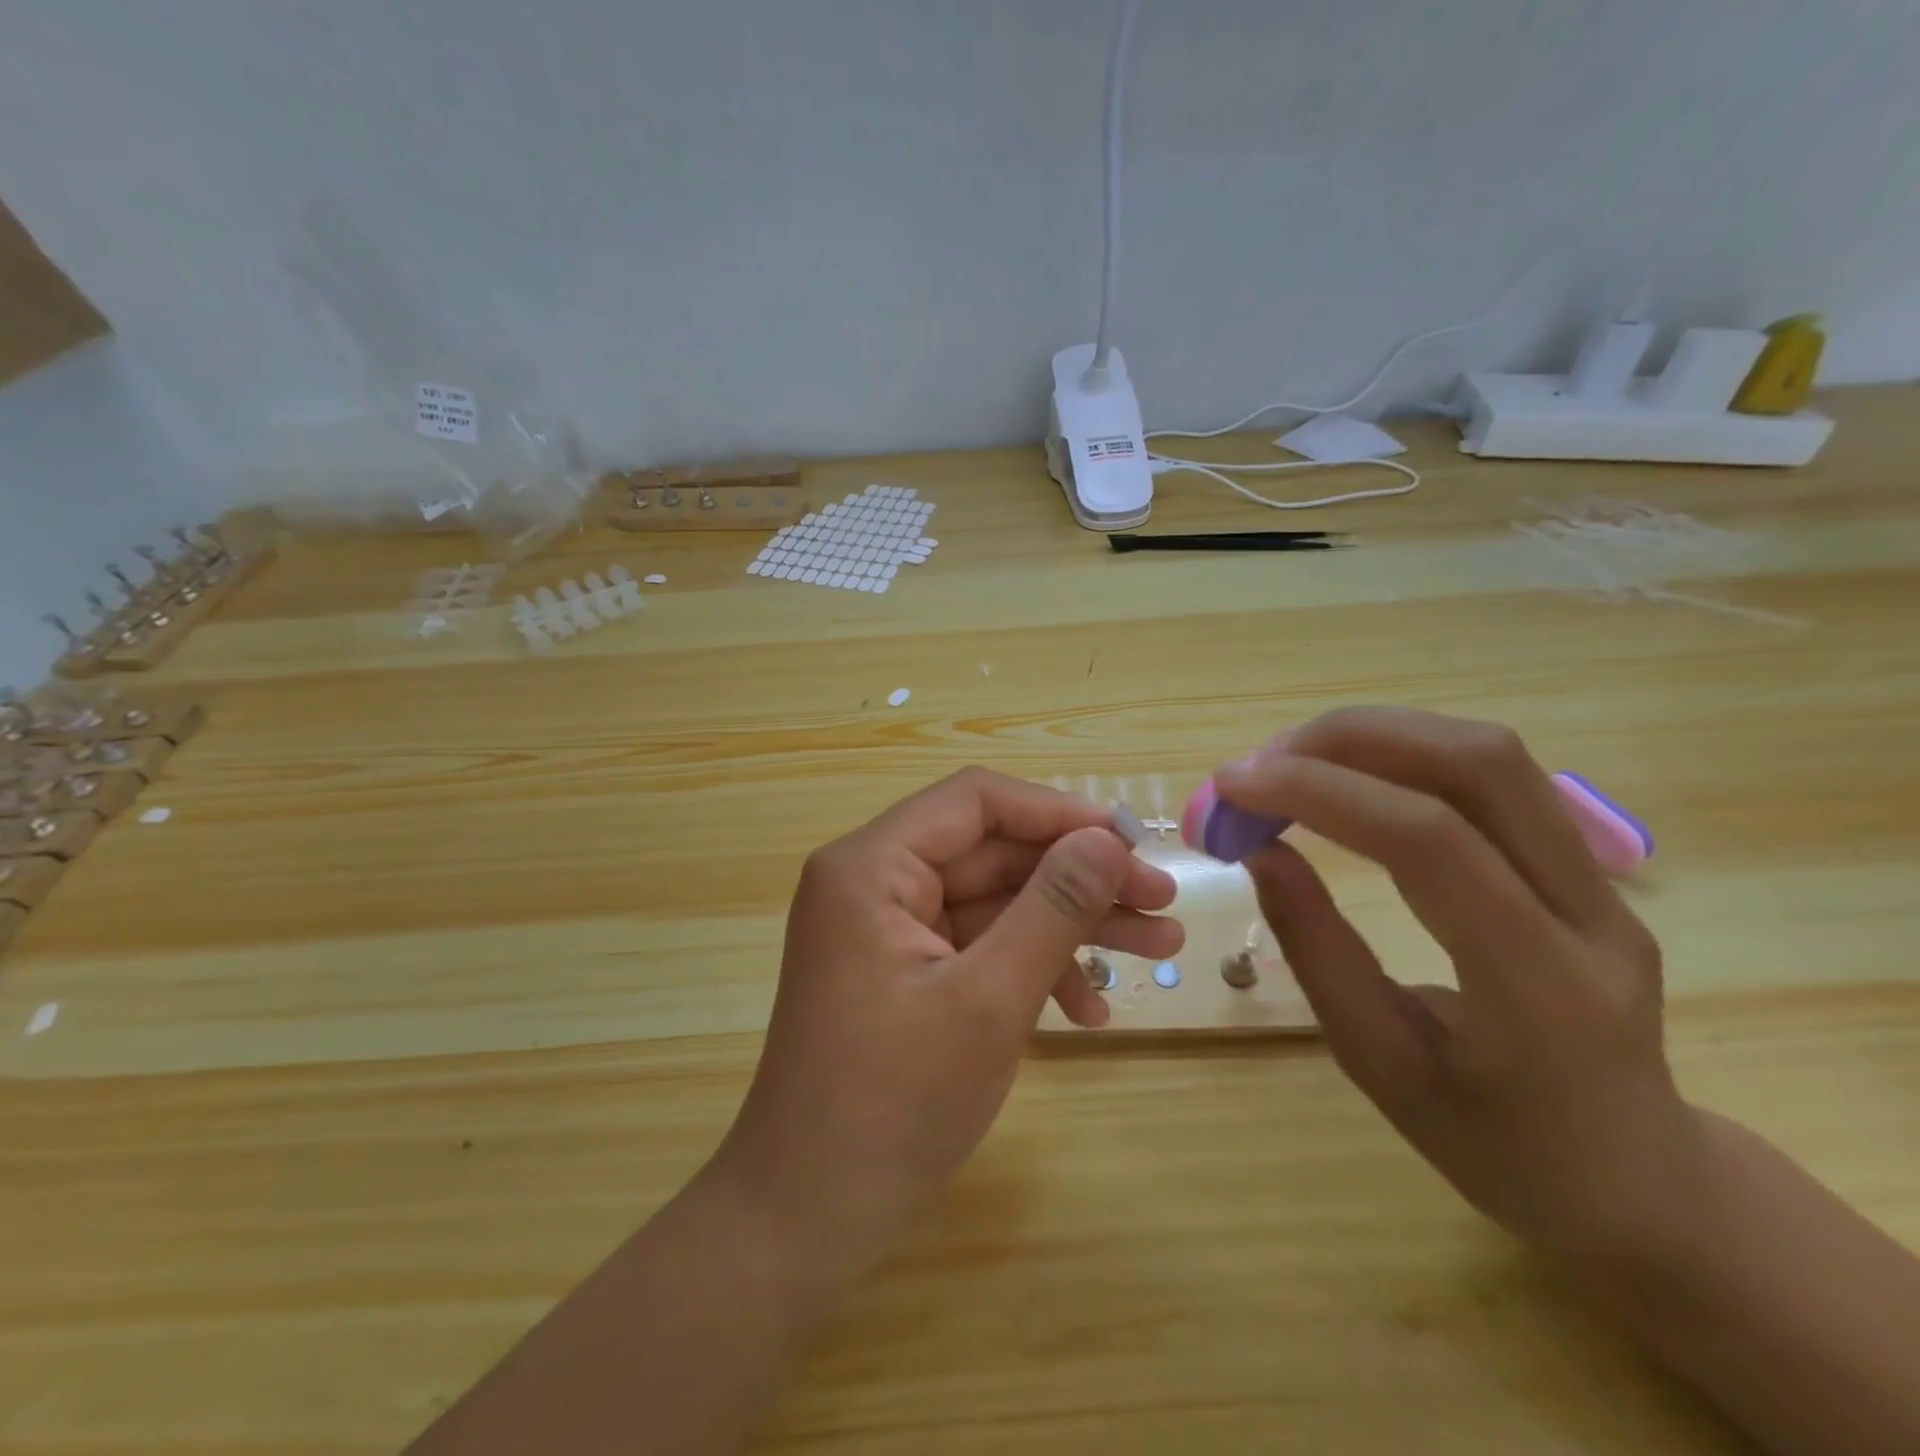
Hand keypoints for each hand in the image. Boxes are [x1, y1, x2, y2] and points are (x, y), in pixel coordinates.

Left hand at [715, 768, 1182, 1272]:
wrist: (805, 1222)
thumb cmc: (891, 1107)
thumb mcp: (988, 1001)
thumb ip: (1052, 908)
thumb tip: (1107, 838)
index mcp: (871, 866)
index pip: (976, 801)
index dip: (1060, 814)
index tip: (1133, 844)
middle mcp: (874, 881)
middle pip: (992, 851)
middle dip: (1079, 878)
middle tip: (1162, 906)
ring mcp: (887, 928)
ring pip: (994, 900)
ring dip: (1070, 925)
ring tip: (1158, 952)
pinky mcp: (903, 971)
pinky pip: (977, 946)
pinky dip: (1032, 967)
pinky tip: (1088, 1012)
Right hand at [1214, 707, 1708, 1262]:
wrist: (1638, 1183)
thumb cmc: (1497, 1146)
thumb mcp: (1380, 1064)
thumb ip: (1317, 949)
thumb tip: (1259, 850)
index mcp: (1539, 985)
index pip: (1430, 841)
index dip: (1320, 792)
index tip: (1232, 786)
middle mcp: (1592, 913)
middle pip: (1480, 764)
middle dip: (1351, 738)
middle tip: (1260, 760)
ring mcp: (1605, 883)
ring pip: (1491, 755)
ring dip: (1377, 735)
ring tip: (1291, 760)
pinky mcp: (1589, 868)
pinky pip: (1493, 778)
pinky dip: (1404, 755)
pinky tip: (1349, 776)